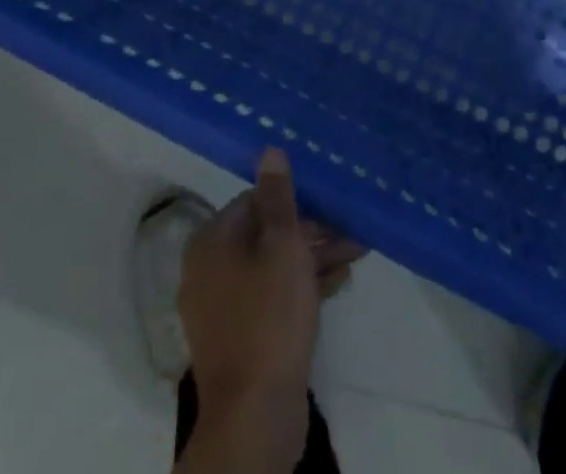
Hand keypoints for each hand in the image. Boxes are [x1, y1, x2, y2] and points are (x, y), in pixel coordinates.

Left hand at [177, 149, 365, 471]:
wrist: (254, 416)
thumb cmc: (268, 315)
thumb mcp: (282, 244)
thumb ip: (278, 196)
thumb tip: (269, 149)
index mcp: (212, 241)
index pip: (254, 201)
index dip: (294, 200)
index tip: (329, 203)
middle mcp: (210, 269)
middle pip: (265, 235)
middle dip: (310, 231)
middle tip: (350, 230)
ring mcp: (223, 308)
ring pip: (272, 268)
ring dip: (312, 258)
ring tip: (355, 253)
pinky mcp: (241, 339)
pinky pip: (273, 298)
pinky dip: (302, 288)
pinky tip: (339, 282)